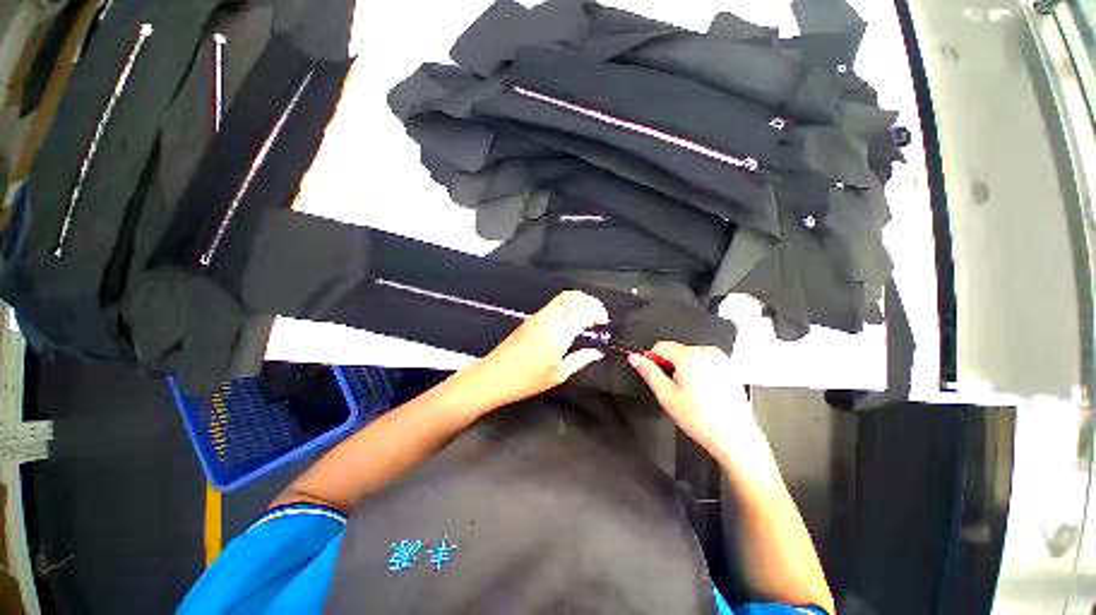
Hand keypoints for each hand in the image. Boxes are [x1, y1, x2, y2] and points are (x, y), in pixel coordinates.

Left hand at [457, 291, 608, 410]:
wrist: (492, 377)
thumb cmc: (526, 381)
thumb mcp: (558, 375)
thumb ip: (580, 359)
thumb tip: (597, 352)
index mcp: (558, 333)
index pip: (584, 310)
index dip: (598, 312)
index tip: (604, 323)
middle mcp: (548, 319)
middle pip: (572, 296)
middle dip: (590, 300)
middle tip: (599, 315)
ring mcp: (537, 316)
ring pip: (562, 298)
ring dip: (578, 301)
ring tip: (587, 317)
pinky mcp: (529, 319)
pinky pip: (553, 305)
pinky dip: (567, 306)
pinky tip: (570, 321)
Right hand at [629, 342, 767, 465]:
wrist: (735, 438)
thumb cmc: (700, 418)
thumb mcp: (666, 394)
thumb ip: (648, 371)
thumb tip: (634, 357)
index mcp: (690, 355)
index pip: (660, 346)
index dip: (653, 361)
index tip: (655, 378)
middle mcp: (707, 351)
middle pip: (676, 351)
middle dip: (670, 367)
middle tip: (674, 391)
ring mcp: (721, 359)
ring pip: (689, 358)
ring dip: (684, 371)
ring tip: (690, 395)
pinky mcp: (729, 368)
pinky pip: (704, 363)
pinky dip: (698, 374)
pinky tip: (703, 394)